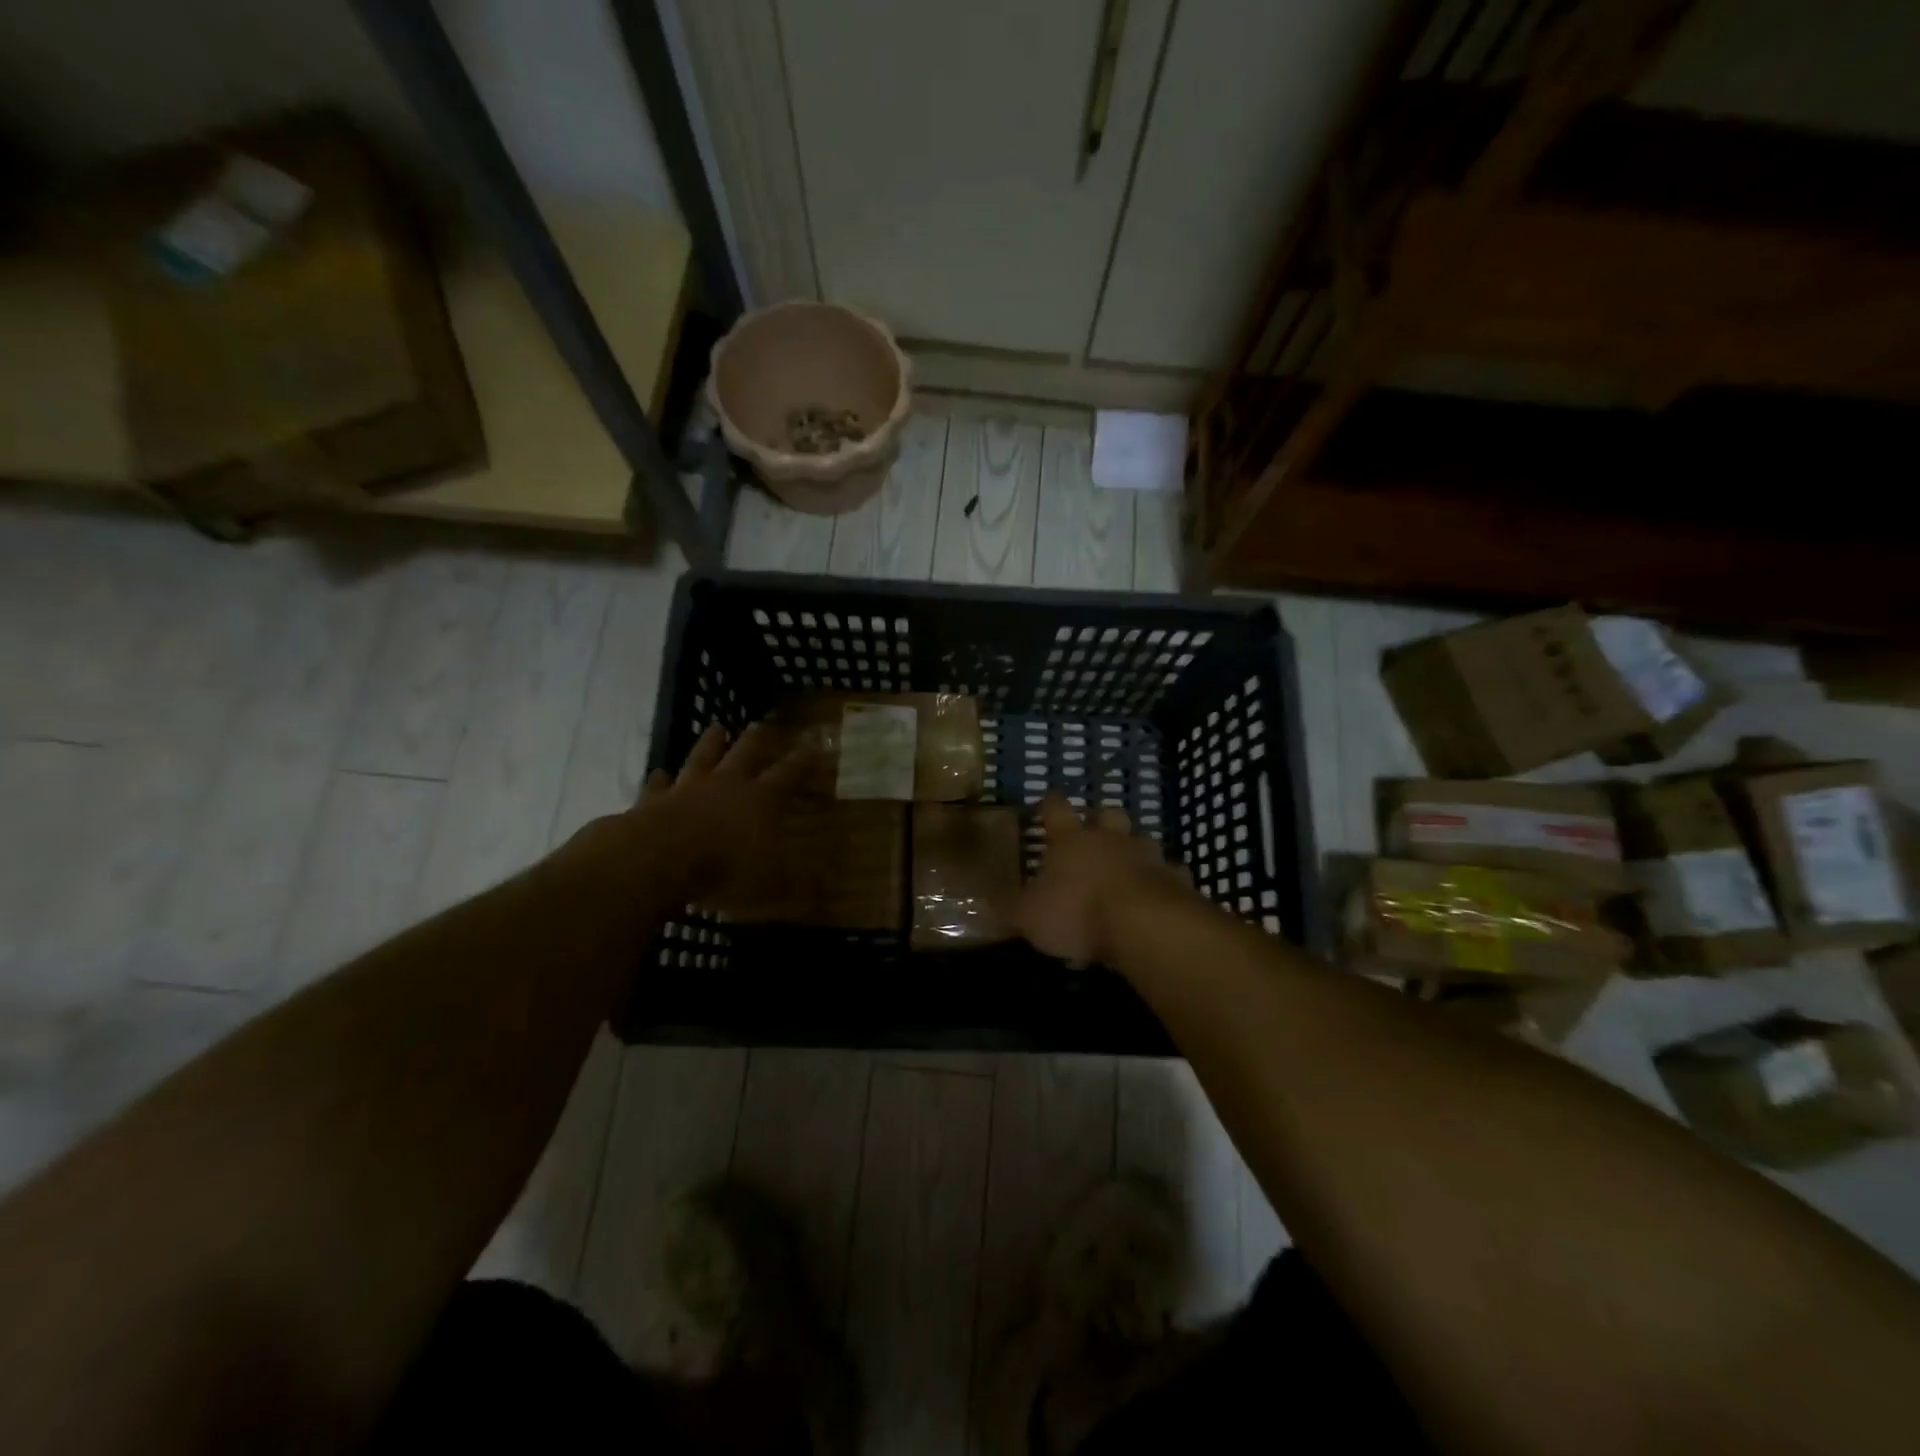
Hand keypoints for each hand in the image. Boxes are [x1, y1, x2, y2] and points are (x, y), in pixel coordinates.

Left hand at [628, 723, 811, 902]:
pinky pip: (658, 784)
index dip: (804, 760)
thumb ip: (795, 883)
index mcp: (761, 800)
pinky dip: (660, 778)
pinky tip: (659, 772)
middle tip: (760, 724)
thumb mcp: (770, 884)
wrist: (657, 858)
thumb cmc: (723, 869)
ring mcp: (688, 788)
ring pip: (702, 757)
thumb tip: (824, 887)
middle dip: (756, 739)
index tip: (815, 743)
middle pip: (745, 753)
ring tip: (717, 727)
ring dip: (711, 743)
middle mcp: (727, 785)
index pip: (789, 774)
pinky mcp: (654, 800)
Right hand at [1005, 796, 1190, 966]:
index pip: (1056, 810)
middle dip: (1100, 820)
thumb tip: (981, 900)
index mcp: (1071, 840)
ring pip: (1142, 840)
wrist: (1146, 925)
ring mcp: (1147, 856)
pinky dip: (1165, 881)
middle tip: (1094, 834)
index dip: (1049, 806)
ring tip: (1128, 867)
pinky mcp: (1176, 880)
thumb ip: (1007, 906)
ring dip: (1134, 850)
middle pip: (1107, 815)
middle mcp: (1110, 839)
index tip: (1045, 806)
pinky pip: (1172, 873)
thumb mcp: (1028, 915)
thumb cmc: (1078, 912)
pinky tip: (1161, 894)